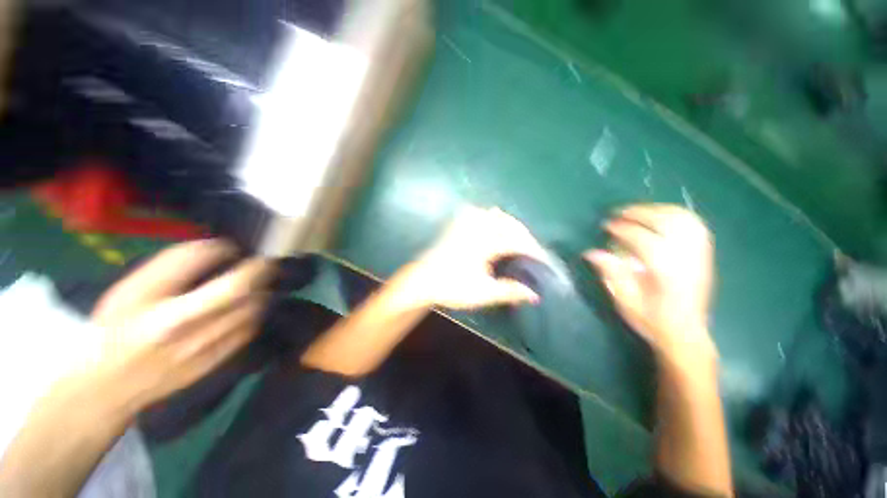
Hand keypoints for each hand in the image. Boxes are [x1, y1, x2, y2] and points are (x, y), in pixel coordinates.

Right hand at [90, 239, 271, 409]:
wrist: (109, 384)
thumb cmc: (117, 329)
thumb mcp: (132, 291)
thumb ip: (172, 266)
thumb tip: (215, 247)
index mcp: (147, 300)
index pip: (193, 265)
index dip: (219, 250)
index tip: (232, 246)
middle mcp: (177, 326)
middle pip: (235, 289)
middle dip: (258, 270)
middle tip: (265, 261)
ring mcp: (198, 348)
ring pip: (249, 310)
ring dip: (260, 290)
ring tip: (260, 280)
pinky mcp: (212, 363)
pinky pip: (246, 331)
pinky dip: (253, 313)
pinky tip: (249, 305)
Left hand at [404, 206, 546, 309]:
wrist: (422, 281)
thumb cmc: (452, 287)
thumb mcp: (483, 293)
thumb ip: (510, 292)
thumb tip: (535, 295)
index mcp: (485, 243)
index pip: (517, 241)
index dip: (533, 250)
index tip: (544, 260)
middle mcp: (477, 228)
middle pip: (508, 224)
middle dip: (524, 235)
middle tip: (532, 250)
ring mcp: (465, 224)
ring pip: (494, 215)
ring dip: (509, 224)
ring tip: (516, 237)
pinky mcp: (456, 225)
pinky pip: (477, 213)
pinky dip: (490, 217)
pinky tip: (491, 223)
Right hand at [585, 204, 715, 359]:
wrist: (686, 334)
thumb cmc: (652, 320)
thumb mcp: (625, 301)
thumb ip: (611, 274)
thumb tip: (591, 252)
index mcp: (666, 274)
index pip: (645, 241)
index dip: (624, 229)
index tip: (607, 225)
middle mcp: (687, 260)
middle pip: (668, 224)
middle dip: (641, 213)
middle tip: (619, 213)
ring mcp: (700, 256)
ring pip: (684, 220)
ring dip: (659, 210)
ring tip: (638, 211)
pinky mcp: (705, 255)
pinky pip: (695, 225)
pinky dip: (675, 215)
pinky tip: (660, 217)